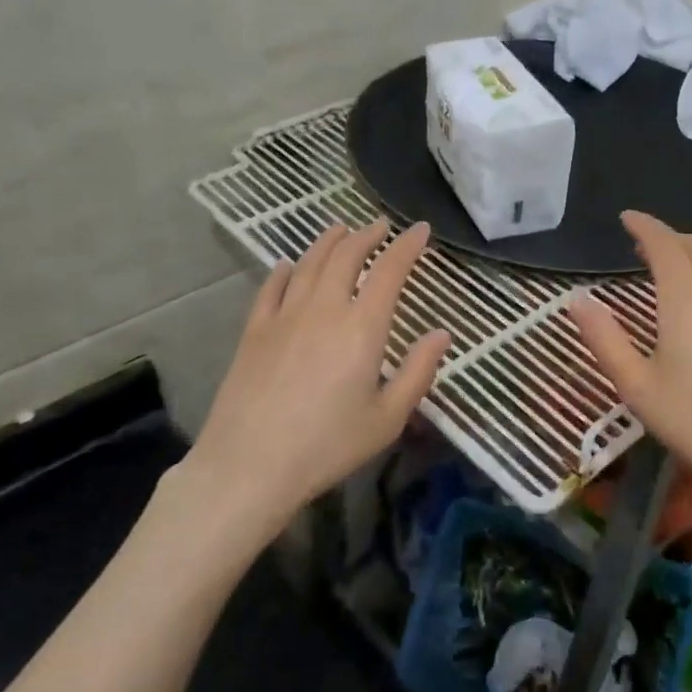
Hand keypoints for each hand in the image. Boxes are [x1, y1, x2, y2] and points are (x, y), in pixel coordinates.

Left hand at [172, 221, 449, 533]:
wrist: (249, 465)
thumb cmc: (328, 445)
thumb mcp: (388, 418)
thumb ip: (418, 372)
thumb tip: (442, 334)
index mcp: (362, 327)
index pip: (389, 271)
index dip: (407, 246)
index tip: (421, 230)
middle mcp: (324, 309)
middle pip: (346, 257)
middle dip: (367, 236)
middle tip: (380, 226)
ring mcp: (284, 316)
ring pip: (309, 264)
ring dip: (328, 242)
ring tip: (340, 229)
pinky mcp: (254, 332)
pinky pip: (271, 288)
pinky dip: (284, 270)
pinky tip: (288, 265)